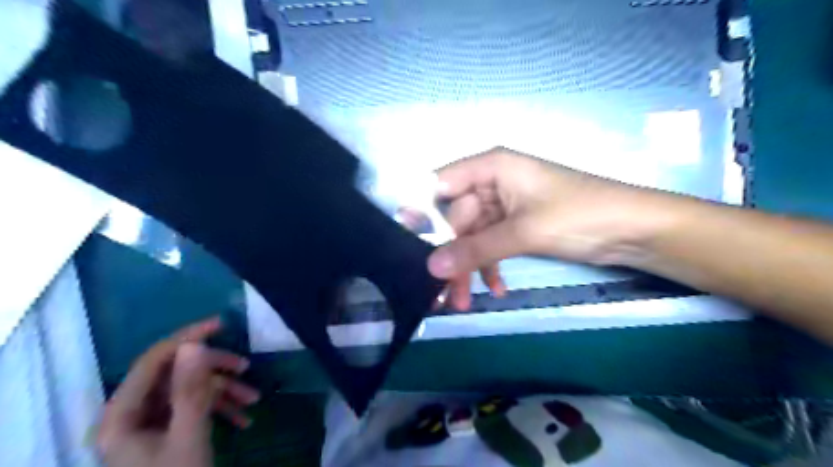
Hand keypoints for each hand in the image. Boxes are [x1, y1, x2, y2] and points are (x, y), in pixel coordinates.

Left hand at [97, 318, 259, 466]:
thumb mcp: (188, 435)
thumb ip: (190, 390)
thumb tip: (193, 346)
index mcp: (122, 415)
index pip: (153, 360)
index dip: (187, 338)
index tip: (221, 324)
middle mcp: (132, 414)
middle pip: (176, 373)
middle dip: (214, 370)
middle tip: (246, 367)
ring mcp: (149, 423)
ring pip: (190, 389)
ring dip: (224, 391)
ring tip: (253, 399)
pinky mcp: (166, 431)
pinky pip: (194, 408)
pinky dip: (220, 409)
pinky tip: (244, 418)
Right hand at [425, 148, 672, 310]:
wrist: (634, 230)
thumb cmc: (578, 216)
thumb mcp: (522, 232)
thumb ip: (475, 249)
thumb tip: (432, 266)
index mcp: (491, 167)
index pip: (441, 184)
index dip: (422, 212)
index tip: (408, 244)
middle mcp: (493, 182)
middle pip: (456, 218)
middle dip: (451, 255)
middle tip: (441, 292)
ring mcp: (505, 205)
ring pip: (473, 236)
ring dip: (469, 267)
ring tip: (462, 302)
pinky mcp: (517, 225)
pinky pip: (492, 244)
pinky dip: (490, 266)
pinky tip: (496, 288)